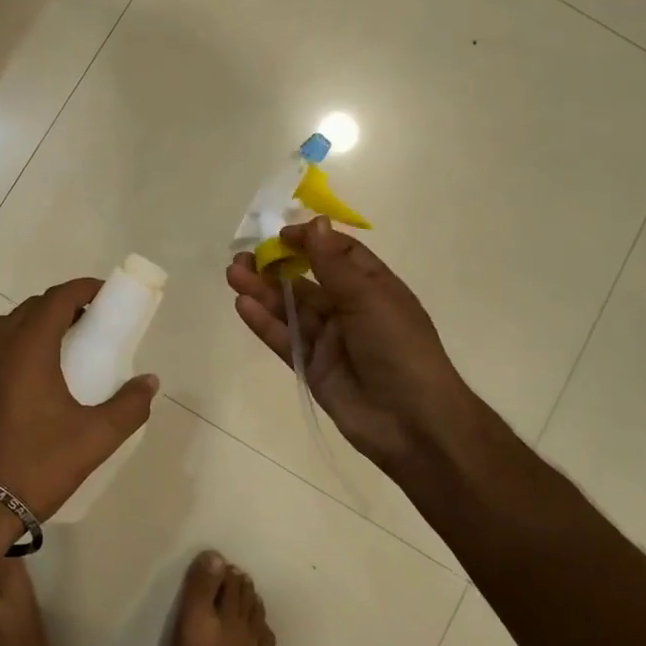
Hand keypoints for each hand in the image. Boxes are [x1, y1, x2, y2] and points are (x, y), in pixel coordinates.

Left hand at [0, 278, 159, 520]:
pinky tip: (23, 381)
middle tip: (88, 325)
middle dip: (62, 307)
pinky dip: (10, 350)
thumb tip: (150, 381)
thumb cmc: (35, 465)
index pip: (58, 298)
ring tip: (57, 351)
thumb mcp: (94, 439)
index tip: (105, 295)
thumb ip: (129, 406)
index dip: (84, 289)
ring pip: (5, 328)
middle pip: (31, 308)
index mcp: (27, 346)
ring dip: (33, 327)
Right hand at [226, 218, 477, 474]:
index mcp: (372, 287)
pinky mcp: (311, 365)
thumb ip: (333, 264)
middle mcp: (349, 309)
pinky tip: (242, 304)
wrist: (413, 422)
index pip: (338, 253)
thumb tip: (316, 222)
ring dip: (262, 290)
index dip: (310, 241)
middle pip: (305, 280)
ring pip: (289, 308)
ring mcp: (328, 339)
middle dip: (276, 266)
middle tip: (244, 257)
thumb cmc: (399, 348)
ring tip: (233, 274)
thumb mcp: (368, 297)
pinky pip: (284, 338)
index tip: (280, 235)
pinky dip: (264, 322)